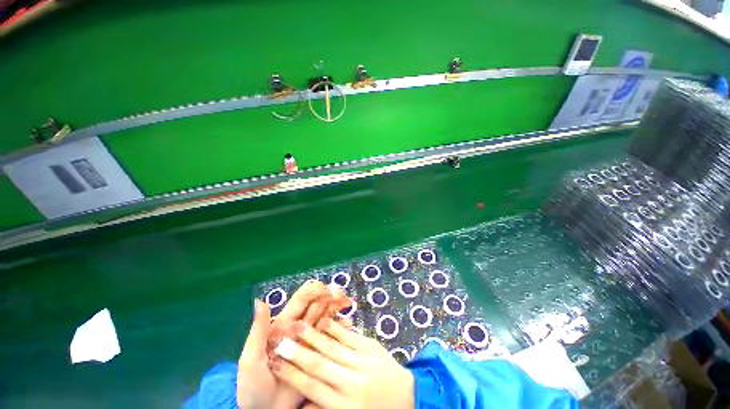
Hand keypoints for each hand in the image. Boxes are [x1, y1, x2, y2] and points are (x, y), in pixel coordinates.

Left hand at [236, 281, 351, 408]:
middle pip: (317, 305)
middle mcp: (300, 328)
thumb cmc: (253, 385)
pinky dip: (340, 328)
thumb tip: (260, 301)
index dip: (314, 291)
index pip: (302, 300)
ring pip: (326, 318)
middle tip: (342, 293)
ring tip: (348, 303)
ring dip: (337, 308)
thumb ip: (257, 331)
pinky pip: (331, 337)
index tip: (326, 288)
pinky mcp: (318, 354)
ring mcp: (311, 341)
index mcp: (284, 324)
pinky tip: (349, 324)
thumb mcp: (251, 359)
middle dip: (329, 296)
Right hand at [270, 318, 414, 408]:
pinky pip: (351, 336)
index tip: (276, 363)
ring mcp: (364, 362)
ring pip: (334, 347)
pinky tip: (325, 320)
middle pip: (320, 365)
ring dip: (314, 335)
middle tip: (281, 339)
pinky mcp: (373, 347)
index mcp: (345, 406)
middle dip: (298, 352)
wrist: (409, 397)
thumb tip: (300, 403)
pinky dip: (336, 328)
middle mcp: (353, 383)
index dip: (292, 375)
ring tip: (299, 325)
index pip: (312, 388)